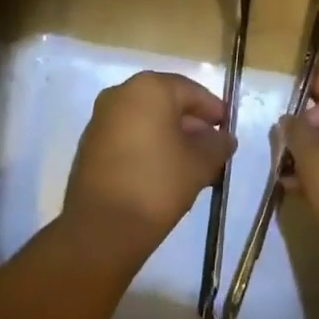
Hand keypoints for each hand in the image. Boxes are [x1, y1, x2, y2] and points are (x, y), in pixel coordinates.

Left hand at [63, 72, 232, 258]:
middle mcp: (121, 94)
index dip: (214, 110)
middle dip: (192, 126)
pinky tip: (165, 174)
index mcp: (149, 88)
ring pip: (147, 122)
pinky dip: (149, 148)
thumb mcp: (200, 163)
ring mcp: (101, 120)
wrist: (101, 230)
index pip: (191, 91)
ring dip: (171, 139)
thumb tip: (224, 138)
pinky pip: (129, 137)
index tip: (228, 130)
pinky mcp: (90, 146)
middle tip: (213, 151)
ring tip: (193, 167)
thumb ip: (217, 145)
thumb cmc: (157, 184)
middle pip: (167, 104)